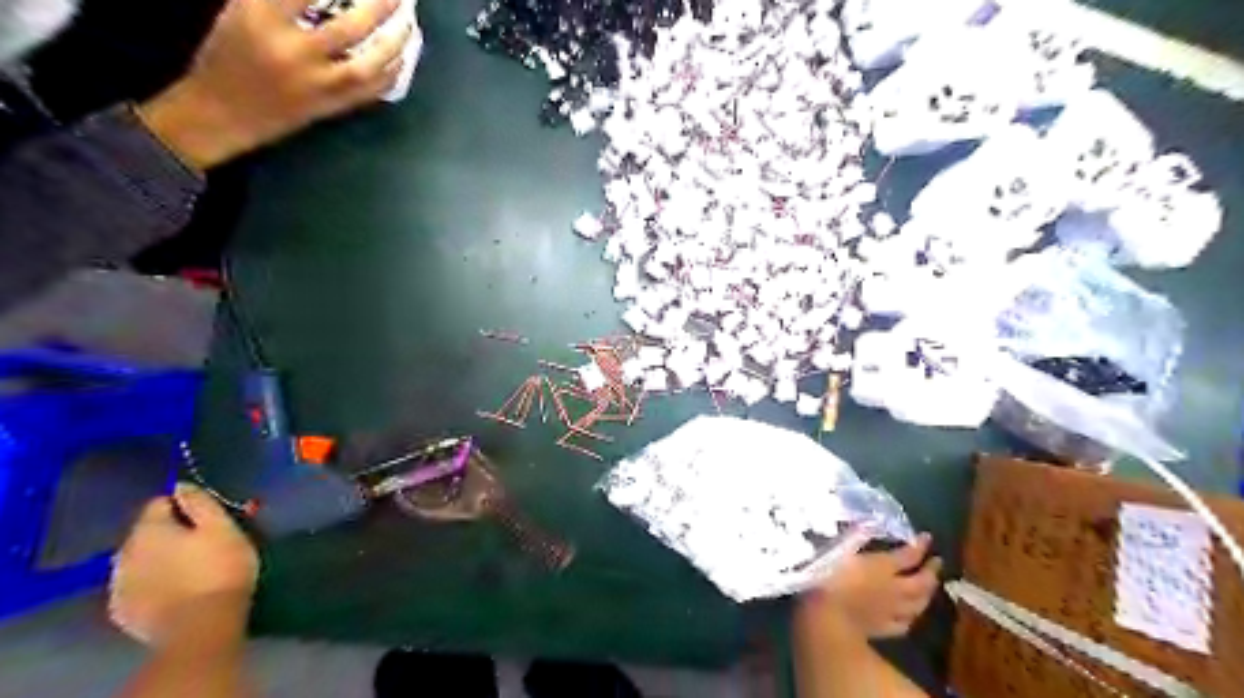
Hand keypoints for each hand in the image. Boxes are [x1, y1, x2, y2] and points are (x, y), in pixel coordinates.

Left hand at [108, 487, 258, 642]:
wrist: (200, 626)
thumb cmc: (219, 569)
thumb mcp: (223, 528)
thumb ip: (200, 503)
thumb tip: (181, 485)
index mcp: (149, 529)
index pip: (159, 502)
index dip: (184, 505)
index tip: (207, 516)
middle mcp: (124, 553)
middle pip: (146, 532)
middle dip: (170, 533)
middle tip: (202, 542)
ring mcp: (118, 584)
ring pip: (139, 560)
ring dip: (159, 558)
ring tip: (189, 567)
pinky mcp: (122, 611)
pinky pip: (137, 585)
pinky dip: (153, 582)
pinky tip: (175, 589)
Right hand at [135, 0, 410, 167]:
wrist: (222, 112)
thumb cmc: (228, 53)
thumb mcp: (242, 10)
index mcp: (260, 17)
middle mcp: (292, 51)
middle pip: (349, 28)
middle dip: (380, 8)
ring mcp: (316, 84)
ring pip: (367, 65)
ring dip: (395, 44)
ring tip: (410, 24)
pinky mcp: (330, 107)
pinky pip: (370, 91)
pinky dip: (390, 73)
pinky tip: (403, 58)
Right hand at [796, 535, 943, 637]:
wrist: (825, 618)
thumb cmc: (827, 577)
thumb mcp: (839, 549)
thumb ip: (855, 536)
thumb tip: (867, 521)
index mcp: (882, 566)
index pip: (908, 555)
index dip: (920, 546)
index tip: (927, 537)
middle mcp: (893, 588)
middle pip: (921, 581)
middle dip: (931, 571)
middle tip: (937, 562)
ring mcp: (890, 611)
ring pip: (918, 604)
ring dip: (927, 594)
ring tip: (930, 587)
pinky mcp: (883, 629)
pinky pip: (904, 624)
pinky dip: (910, 617)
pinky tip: (909, 615)